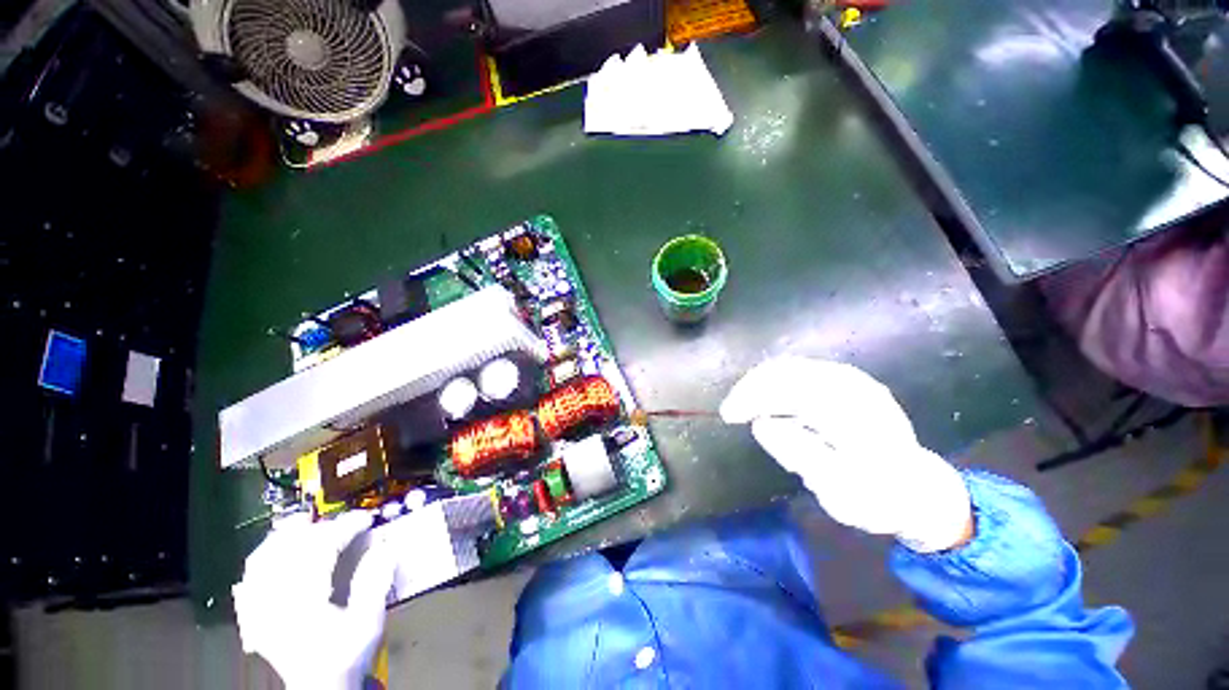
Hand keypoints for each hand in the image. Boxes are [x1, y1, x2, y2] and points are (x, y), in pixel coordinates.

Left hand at [233, 511, 395, 689]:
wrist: (317, 687)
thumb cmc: (343, 658)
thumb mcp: (366, 626)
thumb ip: (374, 585)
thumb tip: (384, 551)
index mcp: (304, 592)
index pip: (323, 544)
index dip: (345, 528)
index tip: (363, 520)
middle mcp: (275, 587)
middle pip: (293, 542)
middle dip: (317, 528)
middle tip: (338, 524)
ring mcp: (258, 595)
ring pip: (269, 549)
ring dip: (288, 534)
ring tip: (305, 527)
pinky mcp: (250, 604)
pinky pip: (252, 568)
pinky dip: (265, 552)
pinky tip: (274, 550)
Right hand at [720, 357, 972, 552]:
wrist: (918, 492)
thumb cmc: (877, 497)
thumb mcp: (835, 486)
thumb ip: (799, 451)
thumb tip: (762, 424)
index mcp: (846, 407)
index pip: (788, 386)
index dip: (752, 395)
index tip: (728, 417)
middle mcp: (853, 386)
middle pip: (793, 369)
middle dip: (757, 385)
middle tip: (733, 412)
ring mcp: (860, 384)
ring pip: (804, 369)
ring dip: (772, 384)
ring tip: (750, 408)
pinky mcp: (862, 391)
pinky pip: (817, 377)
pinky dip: (791, 386)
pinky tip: (782, 407)